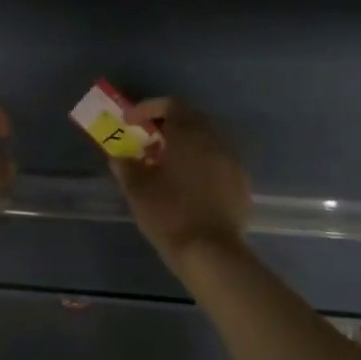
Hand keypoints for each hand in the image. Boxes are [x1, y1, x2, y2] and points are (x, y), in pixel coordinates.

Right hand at [110, 98, 251, 265]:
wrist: (211, 253)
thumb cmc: (169, 214)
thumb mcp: (138, 191)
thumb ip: (126, 167)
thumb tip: (119, 156)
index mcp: (189, 135)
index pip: (170, 105)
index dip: (148, 108)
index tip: (130, 122)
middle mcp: (215, 141)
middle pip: (191, 120)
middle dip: (168, 125)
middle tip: (148, 140)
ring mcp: (232, 163)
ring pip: (207, 142)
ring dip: (186, 145)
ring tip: (166, 165)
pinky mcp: (241, 185)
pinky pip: (218, 163)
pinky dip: (201, 164)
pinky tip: (189, 185)